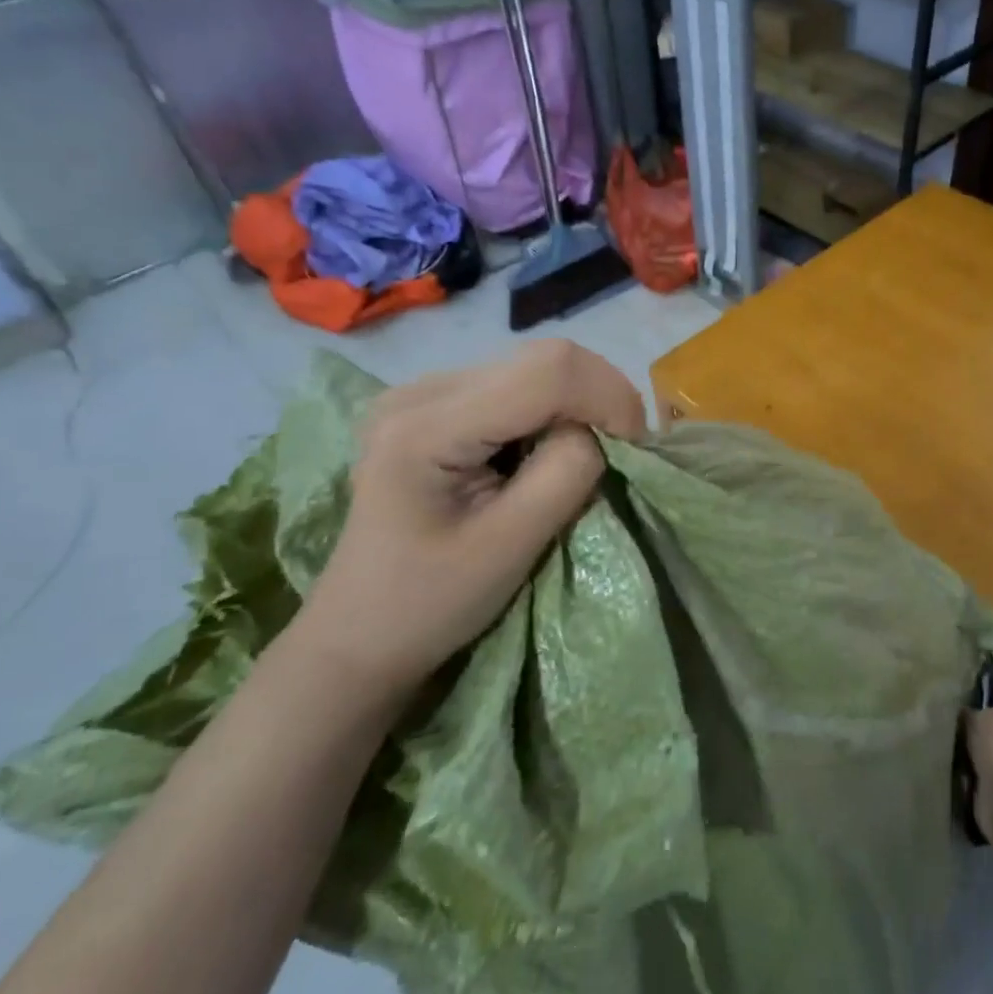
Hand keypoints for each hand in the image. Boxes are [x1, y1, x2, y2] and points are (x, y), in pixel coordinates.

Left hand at [294, 340, 646, 705]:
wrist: (358, 636)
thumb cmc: (429, 606)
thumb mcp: (510, 548)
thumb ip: (565, 474)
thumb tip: (598, 431)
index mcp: (426, 425)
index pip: (547, 371)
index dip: (608, 399)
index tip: (633, 451)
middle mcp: (421, 389)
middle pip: (545, 357)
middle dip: (599, 398)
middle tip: (618, 452)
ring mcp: (424, 390)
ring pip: (537, 366)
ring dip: (578, 404)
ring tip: (583, 455)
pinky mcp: (436, 403)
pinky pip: (518, 384)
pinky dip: (553, 411)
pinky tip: (543, 452)